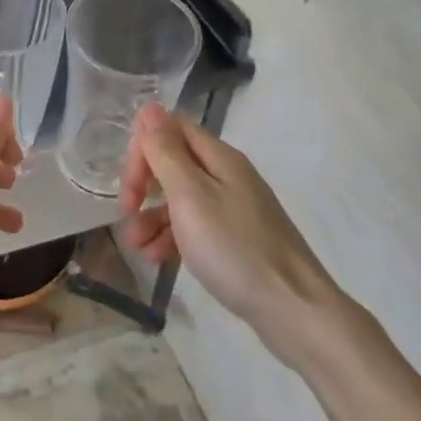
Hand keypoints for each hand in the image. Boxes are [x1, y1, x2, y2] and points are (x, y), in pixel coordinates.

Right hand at [118, 104, 349, 371]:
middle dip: (142, 185)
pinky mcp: (234, 240)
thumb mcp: (190, 196)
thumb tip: (149, 108)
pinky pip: (193, 228)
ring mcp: (232, 209)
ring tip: (136, 248)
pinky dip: (170, 238)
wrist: (294, 311)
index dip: (142, 148)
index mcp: (219, 158)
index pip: (170, 129)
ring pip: (179, 199)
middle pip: (172, 162)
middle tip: (126, 212)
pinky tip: (156, 260)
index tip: (130, 184)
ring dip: (150, 218)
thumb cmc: (235, 248)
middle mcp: (226, 176)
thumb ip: (166, 152)